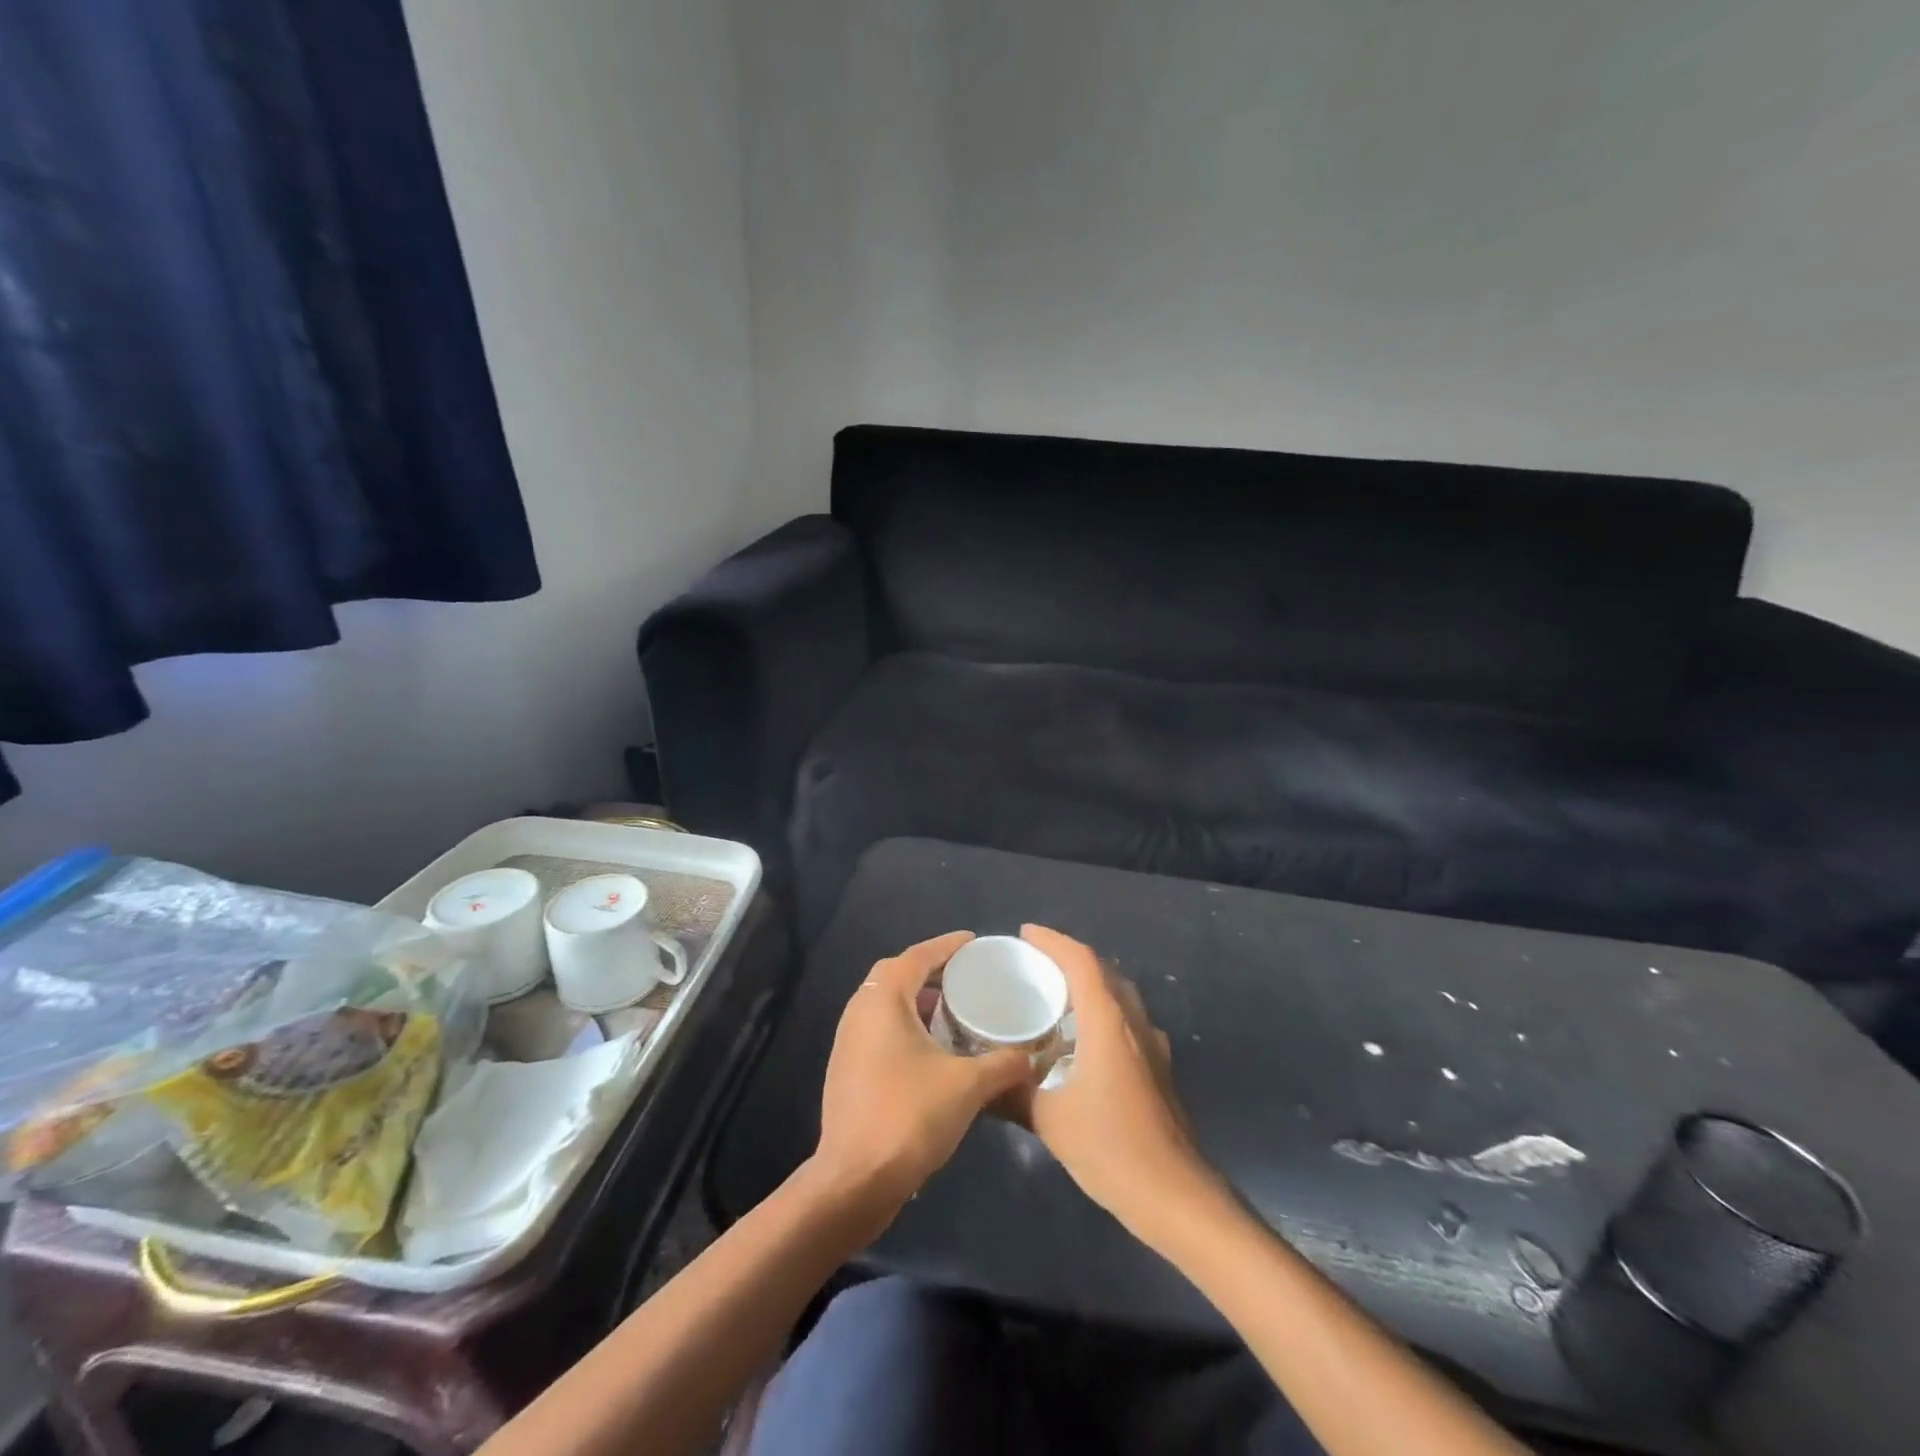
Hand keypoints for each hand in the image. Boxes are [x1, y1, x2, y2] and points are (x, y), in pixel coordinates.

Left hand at [813, 931, 1035, 1220]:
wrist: (855, 1180)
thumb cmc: (909, 1116)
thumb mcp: (967, 1086)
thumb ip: (1003, 1065)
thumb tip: (1032, 1057)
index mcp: (883, 1000)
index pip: (917, 956)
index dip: (947, 946)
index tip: (975, 943)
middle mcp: (860, 1011)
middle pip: (898, 975)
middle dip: (932, 971)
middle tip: (967, 976)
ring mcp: (849, 1041)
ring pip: (887, 1004)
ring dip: (919, 1001)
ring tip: (957, 1010)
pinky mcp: (848, 1068)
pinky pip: (881, 1029)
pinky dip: (908, 1026)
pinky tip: (935, 1049)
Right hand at [1013, 925, 1220, 1240]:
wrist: (1175, 1196)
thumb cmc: (1110, 1148)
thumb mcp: (1049, 1120)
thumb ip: (1013, 1094)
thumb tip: (982, 1083)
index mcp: (1108, 1022)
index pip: (1082, 961)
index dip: (1053, 941)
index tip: (1025, 934)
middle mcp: (1134, 1023)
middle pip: (1103, 971)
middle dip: (1070, 959)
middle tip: (1034, 964)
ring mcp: (1152, 1045)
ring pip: (1119, 996)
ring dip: (1089, 985)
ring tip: (1054, 996)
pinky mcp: (1158, 1068)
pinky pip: (1127, 1021)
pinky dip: (1102, 1013)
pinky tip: (1082, 1041)